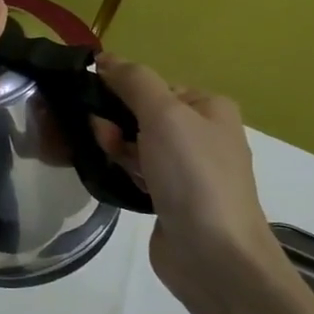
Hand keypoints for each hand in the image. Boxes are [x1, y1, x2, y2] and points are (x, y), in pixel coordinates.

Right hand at [93, 54, 284, 291]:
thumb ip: (134, 81)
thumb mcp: (164, 114)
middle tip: (104, 140)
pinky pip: (136, 172)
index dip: (121, 93)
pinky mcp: (170, 198)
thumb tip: (105, 58)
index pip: (152, 86)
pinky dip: (122, 171)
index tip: (98, 109)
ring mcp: (187, 169)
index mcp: (209, 108)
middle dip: (115, 123)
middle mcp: (201, 134)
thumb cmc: (193, 175)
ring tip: (109, 164)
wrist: (214, 254)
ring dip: (115, 149)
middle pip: (141, 114)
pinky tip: (112, 179)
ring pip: (135, 144)